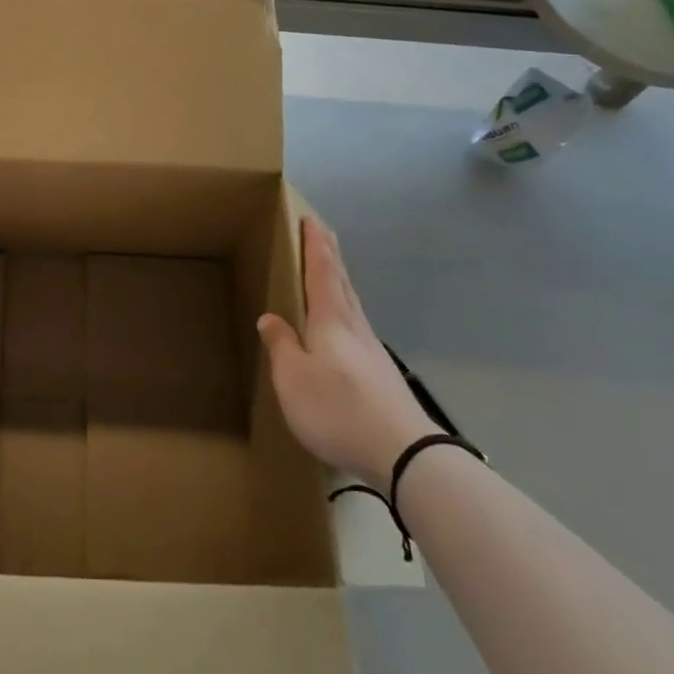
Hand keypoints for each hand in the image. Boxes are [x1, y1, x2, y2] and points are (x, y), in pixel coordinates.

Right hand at [257, 217, 439, 486]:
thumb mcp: (293, 378)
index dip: (316, 246)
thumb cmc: (337, 408)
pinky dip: (346, 312)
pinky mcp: (381, 375)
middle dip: (331, 258)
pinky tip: (343, 328)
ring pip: (353, 305)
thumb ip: (281, 346)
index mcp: (331, 320)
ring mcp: (373, 351)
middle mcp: (355, 328)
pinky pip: (357, 328)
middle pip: (343, 283)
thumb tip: (270, 318)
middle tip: (324, 235)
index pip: (322, 272)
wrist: (403, 453)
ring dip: (341, 283)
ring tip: (331, 274)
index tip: (311, 220)